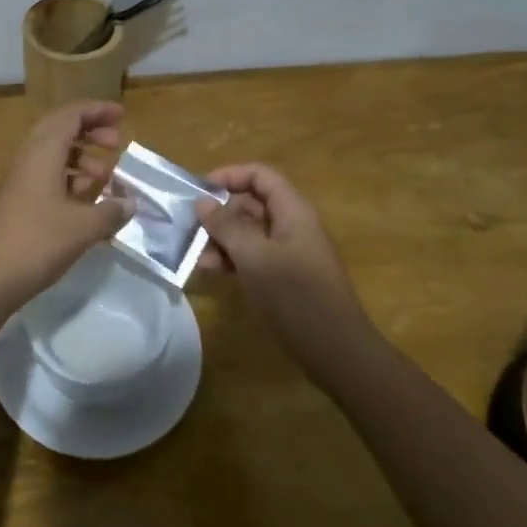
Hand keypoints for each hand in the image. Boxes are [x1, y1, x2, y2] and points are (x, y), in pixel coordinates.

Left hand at [0, 102, 133, 319]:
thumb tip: (130, 203)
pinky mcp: (18, 203)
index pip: (71, 115)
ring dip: (81, 160)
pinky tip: (87, 204)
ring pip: (54, 156)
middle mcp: (30, 158)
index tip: (122, 116)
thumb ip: (110, 211)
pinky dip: (70, 181)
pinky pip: (48, 178)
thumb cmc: (36, 241)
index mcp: (43, 151)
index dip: (96, 111)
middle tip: (116, 145)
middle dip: (90, 133)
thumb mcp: (82, 227)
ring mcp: (21, 181)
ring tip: (106, 179)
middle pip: (61, 131)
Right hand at [196, 164, 372, 379]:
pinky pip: (253, 256)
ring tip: (196, 257)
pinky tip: (211, 272)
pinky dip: (232, 259)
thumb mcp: (255, 257)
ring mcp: (289, 252)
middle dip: (220, 213)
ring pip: (249, 232)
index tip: (199, 191)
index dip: (229, 175)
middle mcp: (292, 225)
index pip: (260, 175)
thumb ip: (227, 226)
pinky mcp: (284, 277)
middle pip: (251, 203)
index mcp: (293, 210)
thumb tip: (202, 202)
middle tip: (189, 229)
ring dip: (222, 239)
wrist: (336, 351)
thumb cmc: (296, 296)